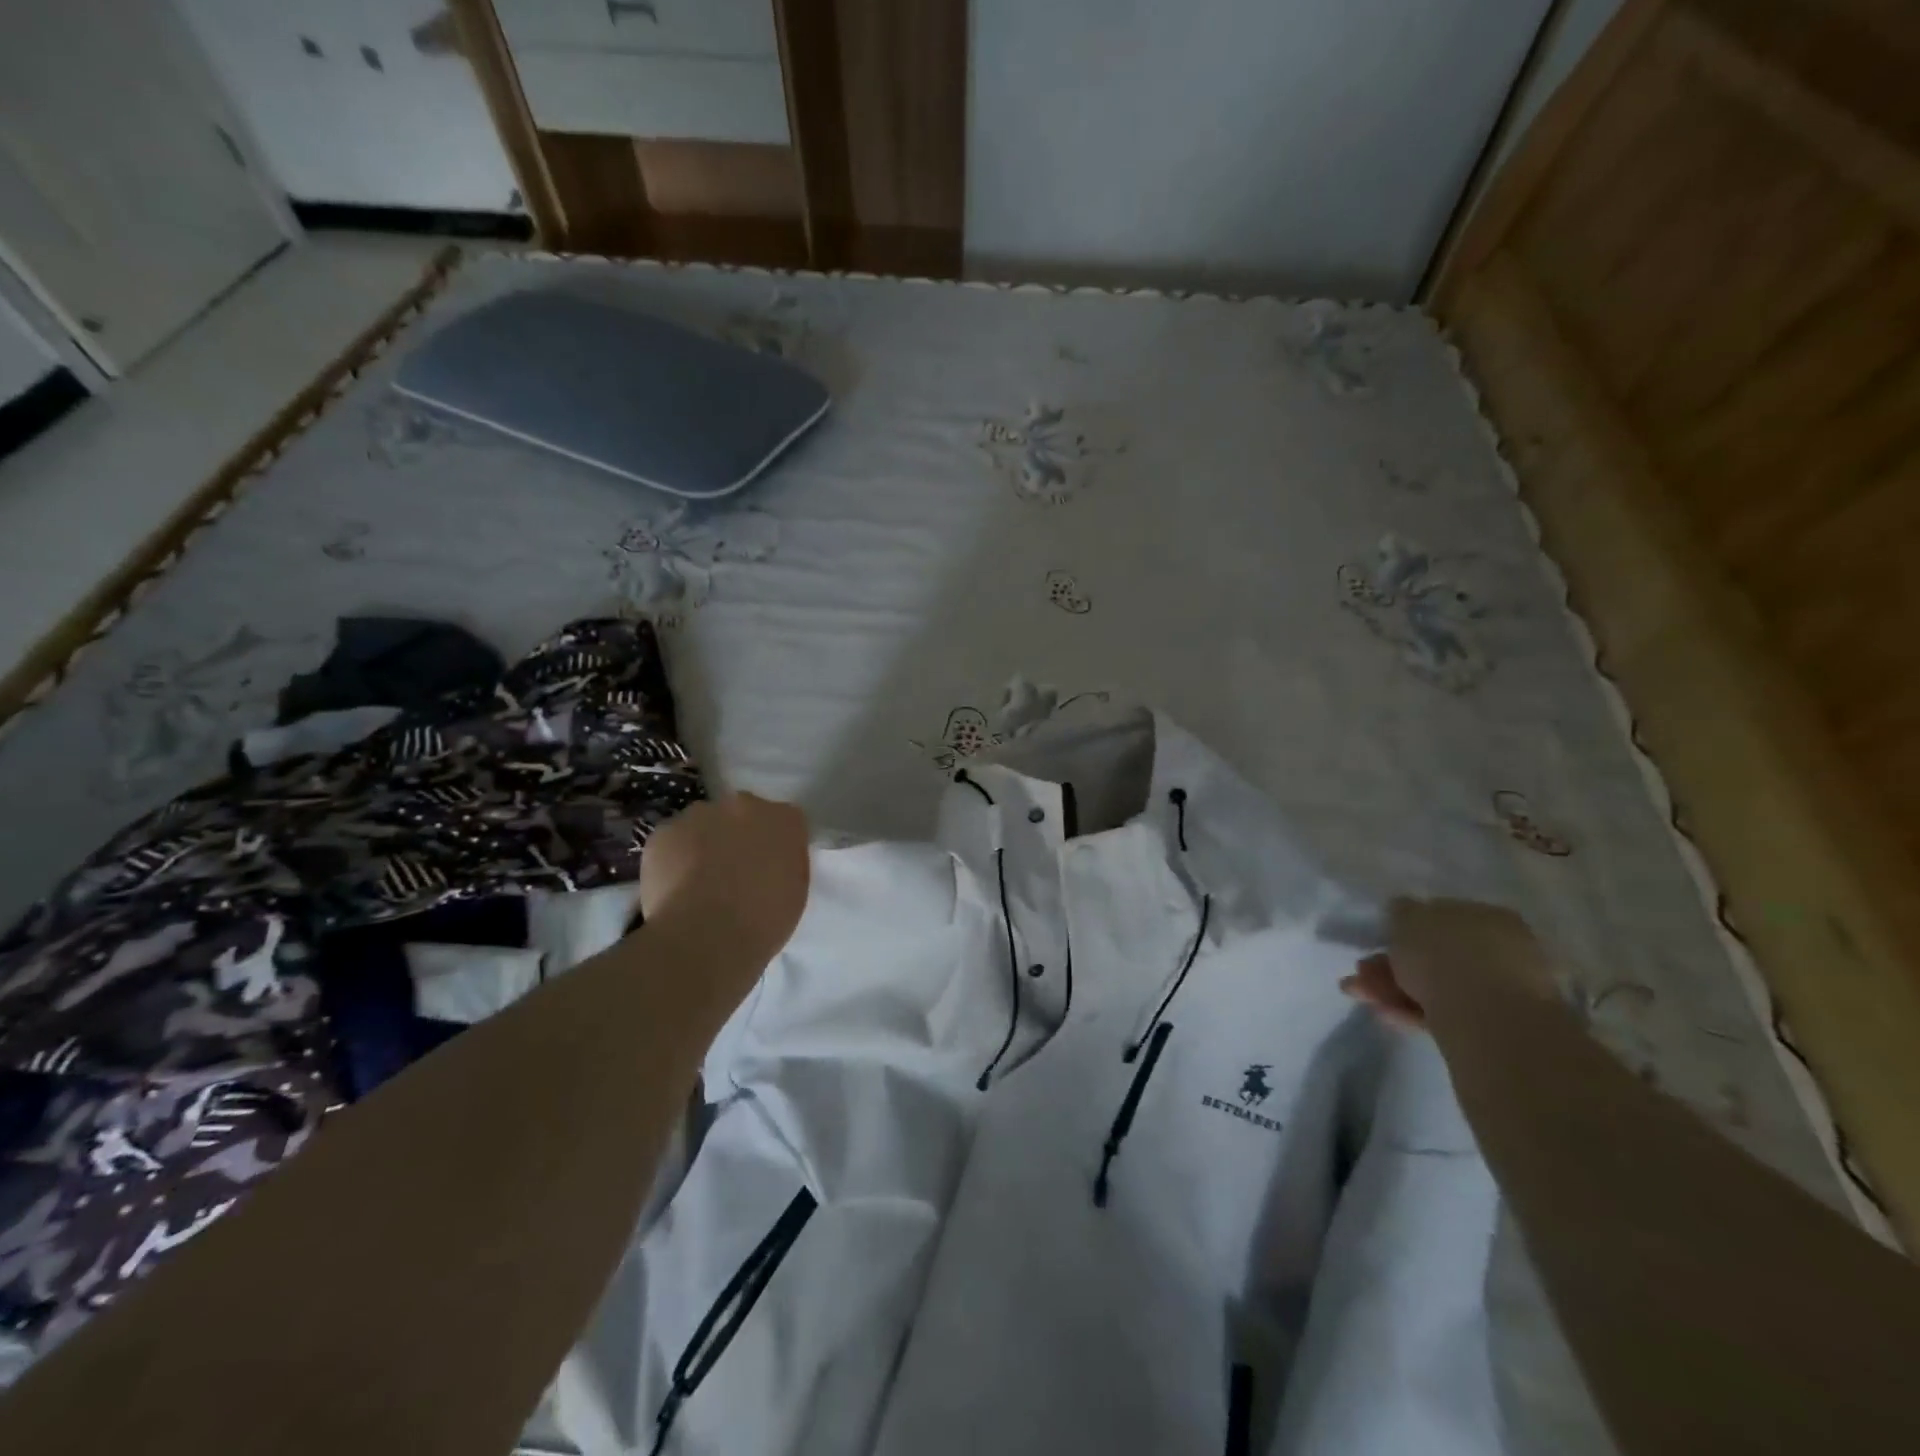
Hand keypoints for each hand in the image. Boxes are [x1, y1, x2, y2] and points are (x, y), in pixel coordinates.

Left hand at [640, 794, 810, 967]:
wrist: (705, 938)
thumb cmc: (762, 922)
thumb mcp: (795, 891)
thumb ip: (784, 863)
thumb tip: (767, 862)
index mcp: (785, 819)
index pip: (784, 822)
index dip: (773, 845)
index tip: (768, 868)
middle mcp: (744, 805)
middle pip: (742, 814)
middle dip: (738, 836)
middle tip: (733, 873)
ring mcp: (701, 814)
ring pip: (704, 824)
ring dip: (704, 843)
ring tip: (699, 882)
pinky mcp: (664, 831)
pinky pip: (672, 841)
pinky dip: (673, 858)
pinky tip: (675, 888)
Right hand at [1341, 897, 1554, 1029]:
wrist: (1487, 1018)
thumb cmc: (1446, 954)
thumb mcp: (1408, 918)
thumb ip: (1402, 911)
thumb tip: (1402, 909)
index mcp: (1489, 917)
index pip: (1443, 917)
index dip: (1405, 928)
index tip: (1377, 941)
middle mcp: (1500, 951)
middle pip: (1435, 955)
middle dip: (1391, 963)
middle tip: (1361, 971)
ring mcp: (1498, 992)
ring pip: (1434, 985)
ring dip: (1392, 987)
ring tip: (1359, 993)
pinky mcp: (1489, 1028)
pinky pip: (1442, 1012)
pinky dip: (1410, 1010)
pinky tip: (1383, 1013)